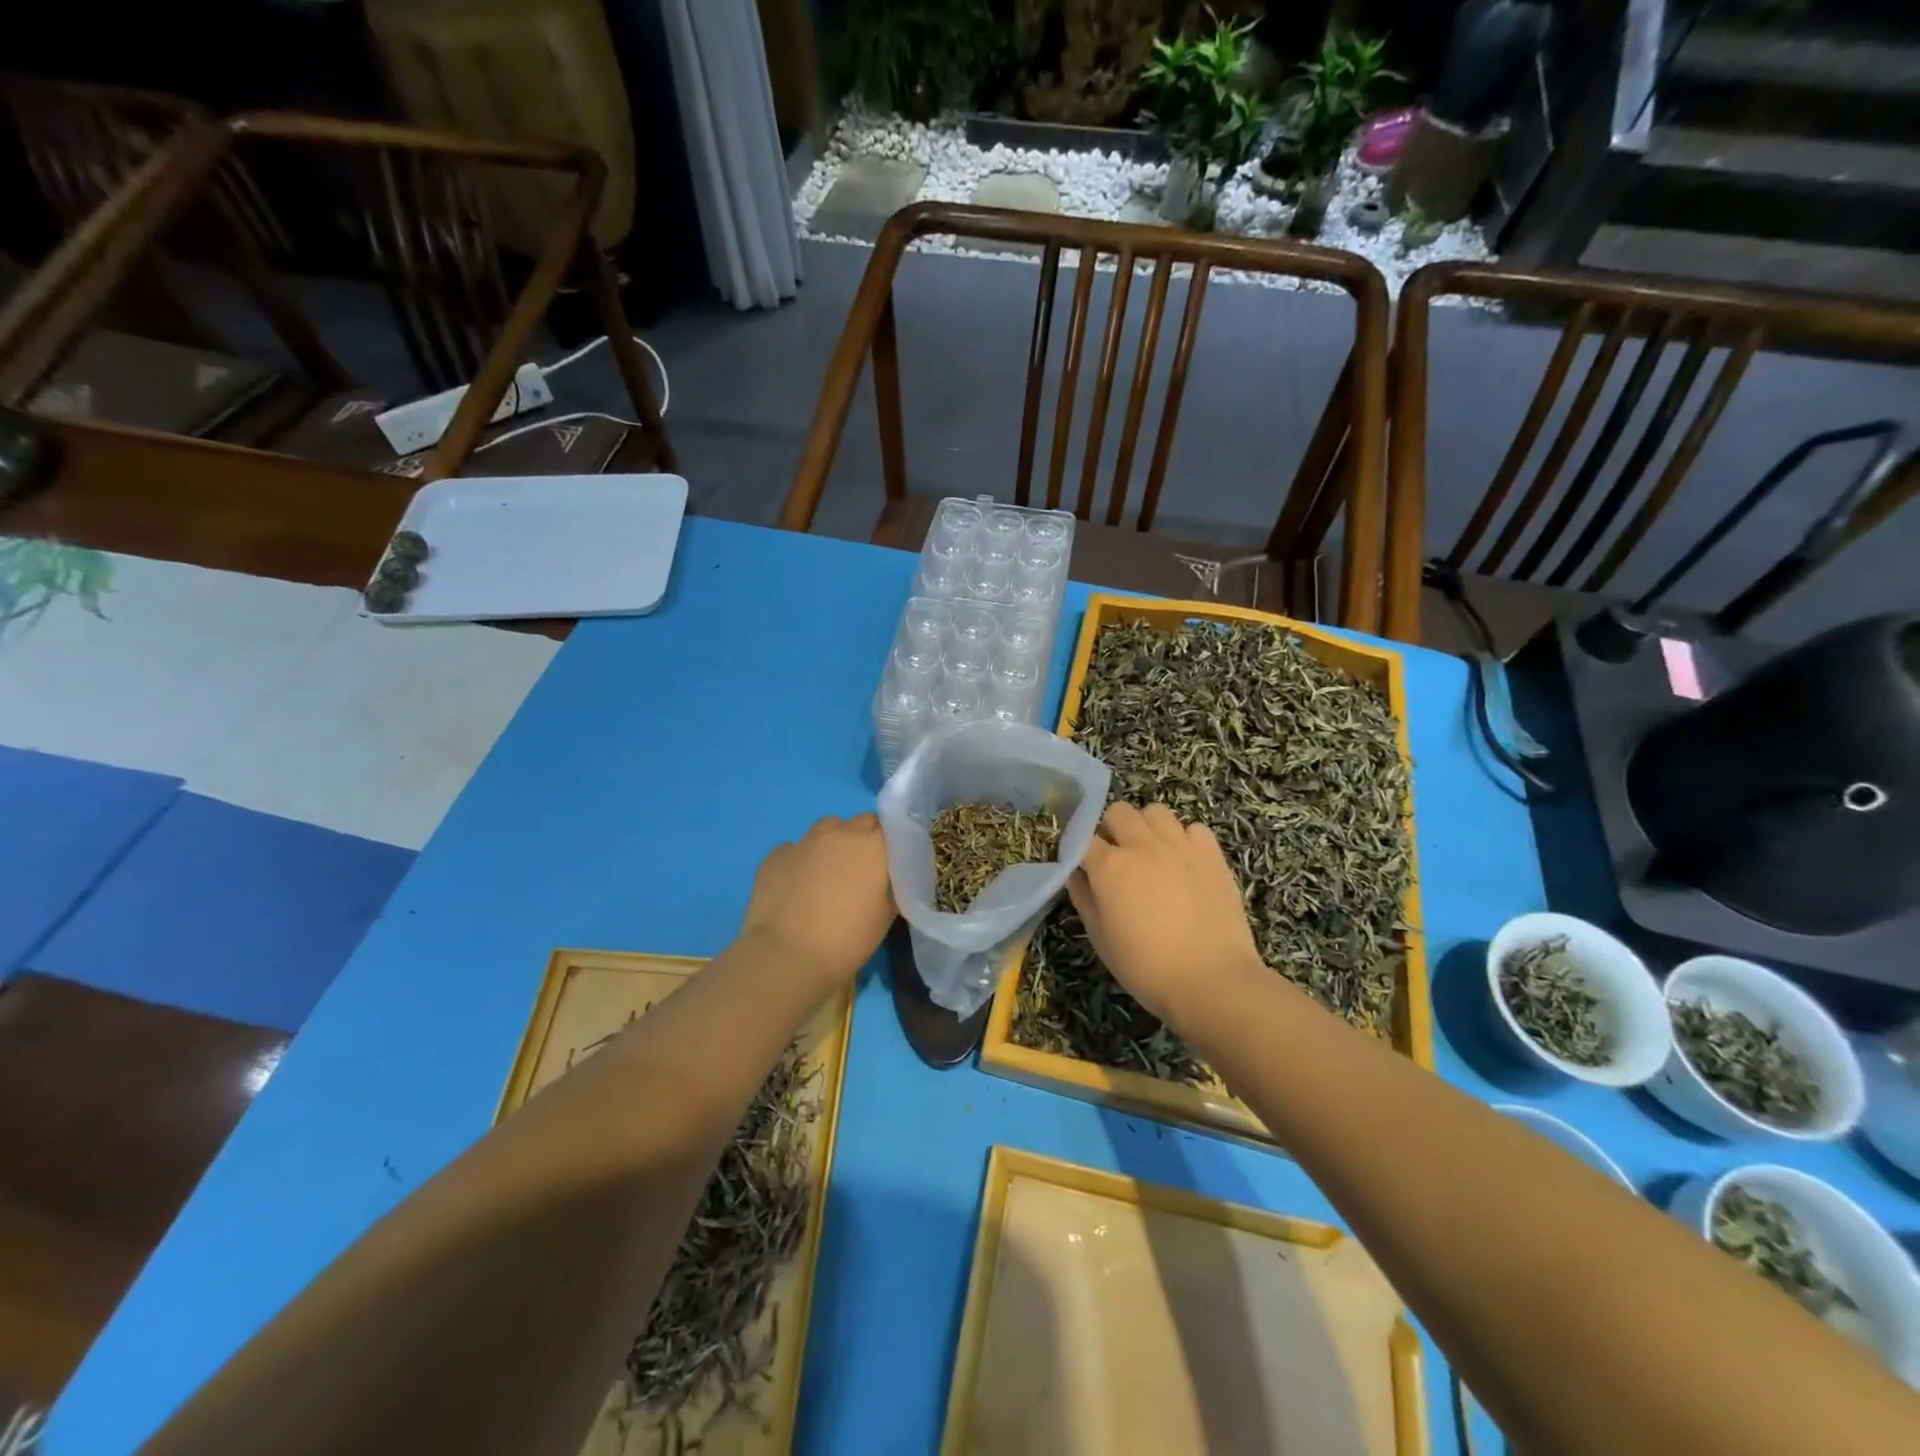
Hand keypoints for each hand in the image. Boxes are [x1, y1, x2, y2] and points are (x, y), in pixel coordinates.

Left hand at [742, 813, 895, 990]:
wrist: (787, 955)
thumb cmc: (847, 938)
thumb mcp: (887, 915)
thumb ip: (893, 885)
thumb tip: (889, 875)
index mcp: (872, 844)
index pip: (890, 826)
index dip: (890, 843)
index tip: (889, 864)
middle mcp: (839, 833)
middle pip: (859, 822)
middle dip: (863, 839)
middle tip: (861, 871)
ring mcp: (804, 841)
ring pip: (826, 829)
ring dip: (832, 844)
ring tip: (827, 875)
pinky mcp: (775, 855)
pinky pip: (794, 849)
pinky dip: (800, 861)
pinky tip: (796, 887)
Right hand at [1069, 803, 1264, 1026]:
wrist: (1212, 981)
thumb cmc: (1146, 967)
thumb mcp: (1101, 939)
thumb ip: (1084, 899)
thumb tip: (1076, 875)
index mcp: (1110, 866)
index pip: (1083, 840)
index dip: (1080, 852)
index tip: (1082, 868)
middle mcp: (1143, 845)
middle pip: (1118, 812)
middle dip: (1111, 829)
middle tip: (1117, 859)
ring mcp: (1181, 846)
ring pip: (1155, 812)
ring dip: (1147, 827)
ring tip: (1152, 854)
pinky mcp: (1212, 855)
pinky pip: (1193, 828)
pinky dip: (1184, 839)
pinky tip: (1184, 863)